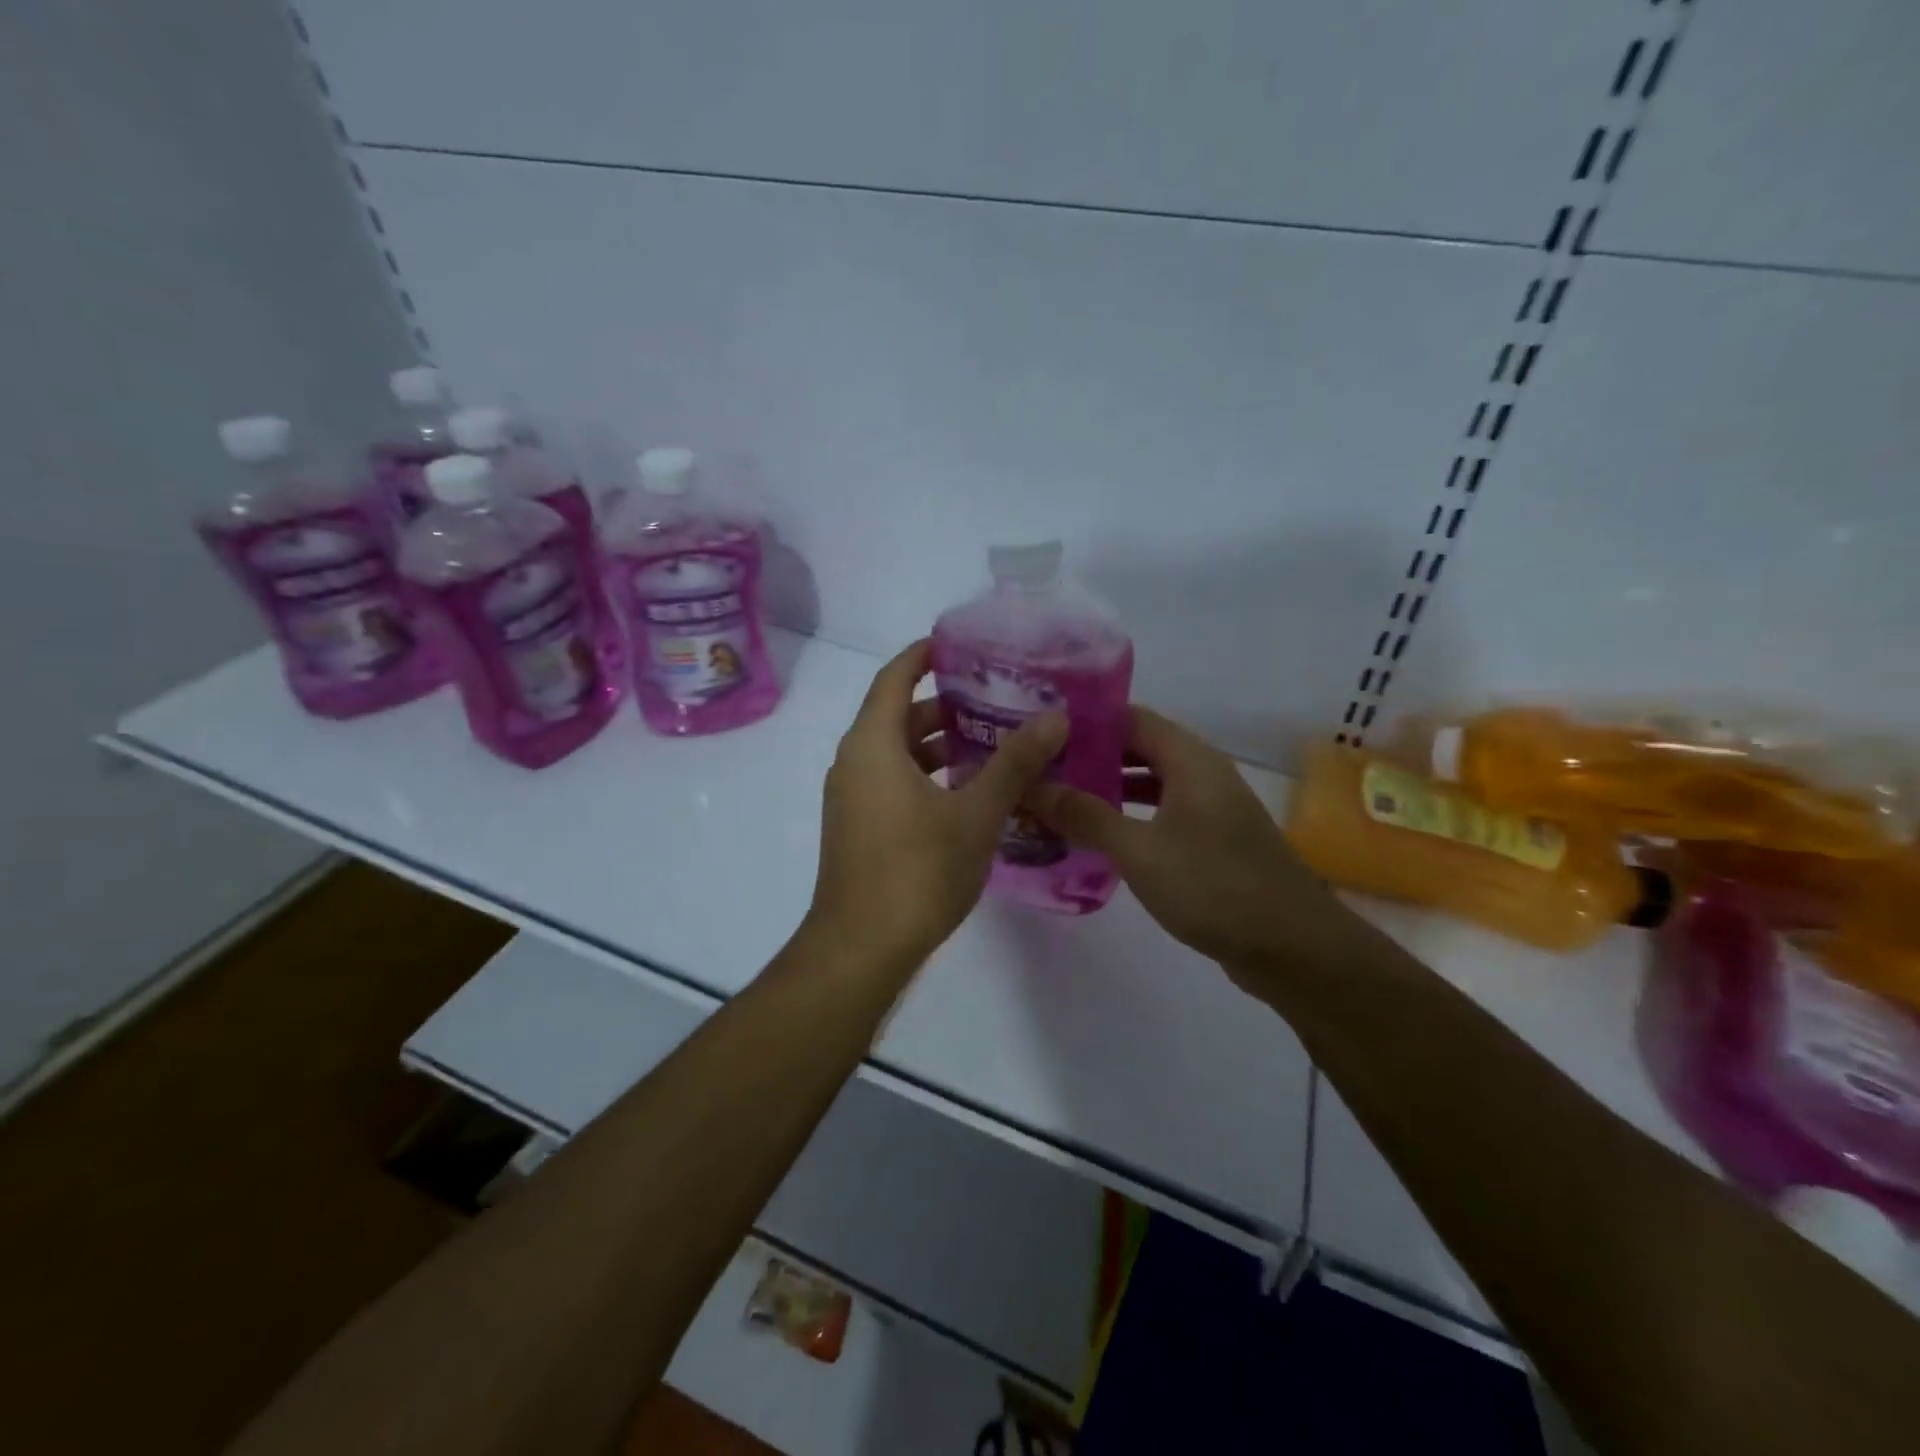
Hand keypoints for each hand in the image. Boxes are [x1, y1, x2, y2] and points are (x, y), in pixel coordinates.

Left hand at [808, 640, 1066, 970]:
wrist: (861, 949)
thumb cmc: (917, 872)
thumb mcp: (976, 813)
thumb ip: (1015, 762)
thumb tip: (1056, 716)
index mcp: (872, 745)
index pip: (895, 677)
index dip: (925, 655)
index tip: (962, 644)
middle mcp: (854, 763)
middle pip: (899, 715)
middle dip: (947, 704)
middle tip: (999, 697)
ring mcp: (853, 798)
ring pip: (899, 753)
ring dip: (941, 745)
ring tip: (996, 742)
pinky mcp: (859, 827)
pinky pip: (894, 781)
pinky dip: (928, 775)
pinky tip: (971, 792)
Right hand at [1029, 706, 1346, 973]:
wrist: (1294, 948)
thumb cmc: (1214, 887)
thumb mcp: (1139, 851)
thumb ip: (1085, 815)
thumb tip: (1032, 785)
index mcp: (1190, 760)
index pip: (1130, 717)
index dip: (1085, 721)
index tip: (1040, 733)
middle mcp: (1202, 773)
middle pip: (1138, 748)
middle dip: (1090, 756)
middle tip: (1040, 769)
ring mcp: (1210, 808)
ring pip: (1149, 783)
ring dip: (1107, 788)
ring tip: (1058, 800)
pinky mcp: (1212, 840)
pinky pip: (1161, 813)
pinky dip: (1129, 817)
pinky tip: (1098, 838)